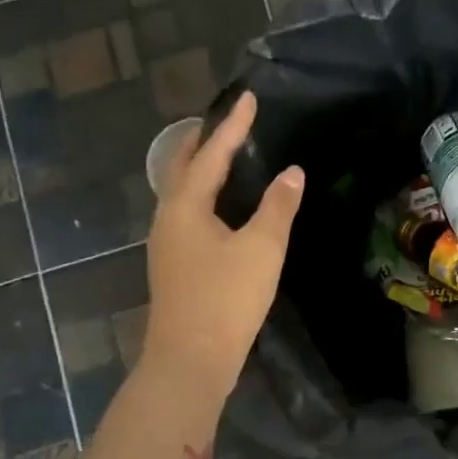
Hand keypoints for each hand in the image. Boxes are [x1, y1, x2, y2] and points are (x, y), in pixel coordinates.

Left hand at [142, 92, 303, 399]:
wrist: (190, 360)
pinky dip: (202, 194)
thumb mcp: (262, 249)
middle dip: (204, 141)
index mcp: (185, 205)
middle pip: (183, 167)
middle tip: (228, 121)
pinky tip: (219, 206)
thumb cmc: (226, 299)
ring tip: (224, 155)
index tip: (248, 98)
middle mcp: (167, 217)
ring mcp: (166, 242)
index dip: (233, 125)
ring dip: (200, 167)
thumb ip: (278, 206)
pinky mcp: (173, 264)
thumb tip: (291, 172)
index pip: (211, 153)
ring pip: (181, 191)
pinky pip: (186, 212)